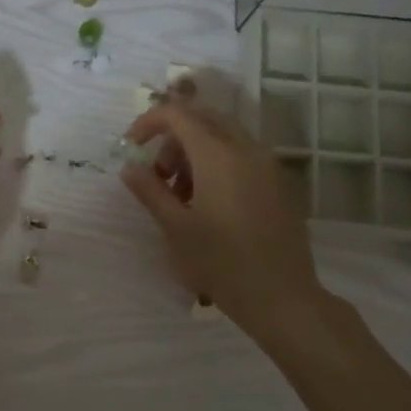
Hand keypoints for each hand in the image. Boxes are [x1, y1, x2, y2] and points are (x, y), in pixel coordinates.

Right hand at [120, 98, 325, 336]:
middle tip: (158, 175)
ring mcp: (268, 165)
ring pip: (224, 137)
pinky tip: (209, 204)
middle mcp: (247, 149)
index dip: (149, 122)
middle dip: (173, 138)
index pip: (178, 114)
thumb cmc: (220, 262)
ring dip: (195, 153)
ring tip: (181, 196)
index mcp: (218, 154)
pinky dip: (218, 164)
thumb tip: (130, 167)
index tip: (132, 147)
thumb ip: (149, 190)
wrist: (280, 296)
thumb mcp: (175, 227)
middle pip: (203, 119)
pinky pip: (243, 156)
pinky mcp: (280, 183)